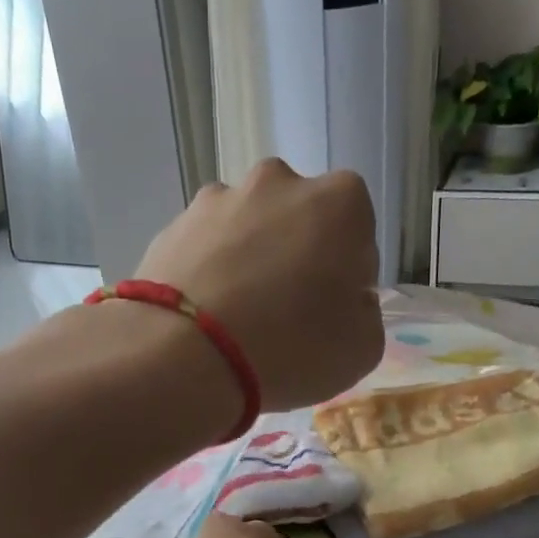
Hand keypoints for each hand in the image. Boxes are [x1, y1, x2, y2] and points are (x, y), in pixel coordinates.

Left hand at [136, 159, 383, 411]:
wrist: (184, 355)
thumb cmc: (291, 348)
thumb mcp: (362, 349)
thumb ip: (365, 313)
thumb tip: (346, 299)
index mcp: (339, 202)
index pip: (357, 232)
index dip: (349, 272)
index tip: (333, 309)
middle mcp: (279, 182)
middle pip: (300, 220)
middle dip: (298, 255)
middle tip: (287, 310)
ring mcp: (220, 198)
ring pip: (249, 229)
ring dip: (251, 259)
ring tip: (238, 316)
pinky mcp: (173, 224)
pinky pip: (206, 247)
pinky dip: (211, 271)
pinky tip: (205, 315)